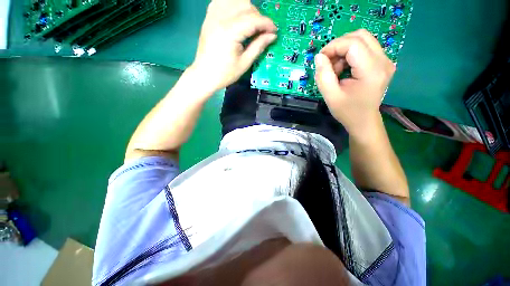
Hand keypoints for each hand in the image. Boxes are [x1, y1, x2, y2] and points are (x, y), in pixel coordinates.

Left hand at [189, 0, 276, 93]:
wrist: (204, 74)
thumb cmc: (225, 73)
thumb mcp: (244, 63)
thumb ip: (258, 46)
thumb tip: (272, 36)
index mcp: (229, 32)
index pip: (253, 19)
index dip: (267, 23)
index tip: (275, 31)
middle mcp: (220, 18)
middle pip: (245, 5)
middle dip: (258, 16)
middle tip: (263, 31)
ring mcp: (213, 15)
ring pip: (235, 0)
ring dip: (247, 9)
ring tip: (252, 24)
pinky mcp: (209, 17)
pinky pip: (223, 1)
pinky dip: (233, 4)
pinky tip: (238, 15)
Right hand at [314, 29, 394, 139]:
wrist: (364, 121)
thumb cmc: (347, 112)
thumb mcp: (330, 96)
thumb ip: (323, 76)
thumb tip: (319, 57)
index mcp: (372, 71)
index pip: (353, 43)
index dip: (333, 46)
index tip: (320, 59)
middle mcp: (383, 61)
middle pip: (360, 36)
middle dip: (339, 45)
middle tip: (327, 62)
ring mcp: (385, 60)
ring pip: (362, 39)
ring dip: (344, 49)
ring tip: (335, 69)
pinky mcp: (382, 62)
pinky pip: (365, 47)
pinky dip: (350, 54)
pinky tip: (343, 68)